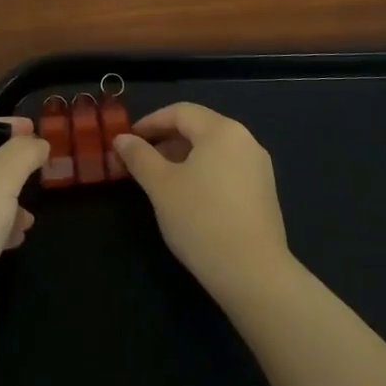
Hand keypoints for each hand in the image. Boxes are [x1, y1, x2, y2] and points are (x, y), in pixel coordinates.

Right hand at [112, 102, 291, 302]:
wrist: (253, 274)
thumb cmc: (201, 220)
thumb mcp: (161, 186)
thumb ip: (139, 157)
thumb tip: (122, 139)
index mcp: (222, 130)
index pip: (180, 112)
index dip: (150, 122)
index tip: (127, 140)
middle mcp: (245, 140)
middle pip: (199, 128)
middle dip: (165, 140)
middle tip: (139, 161)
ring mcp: (258, 167)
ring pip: (213, 150)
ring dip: (182, 157)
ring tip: (159, 180)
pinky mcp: (264, 192)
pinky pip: (227, 169)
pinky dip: (203, 172)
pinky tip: (188, 197)